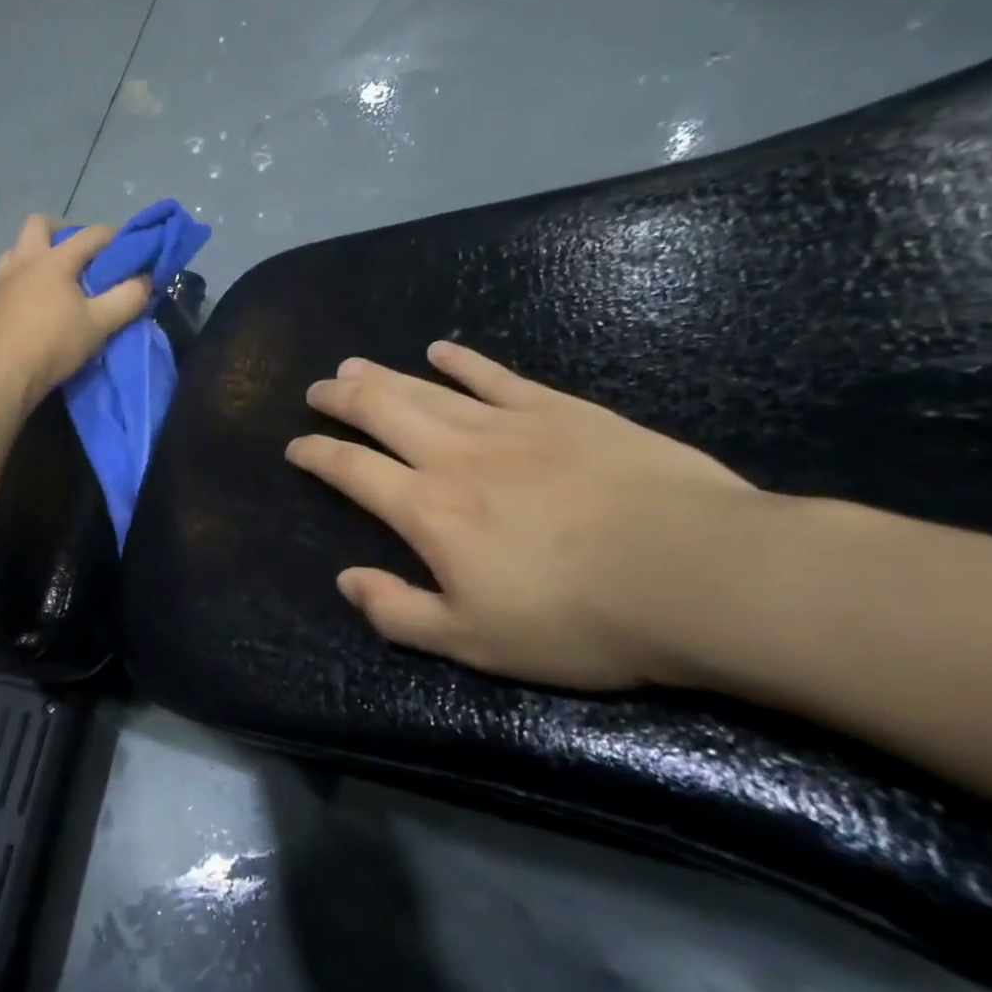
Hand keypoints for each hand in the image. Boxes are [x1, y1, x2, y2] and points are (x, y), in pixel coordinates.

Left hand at [0, 214, 150, 412]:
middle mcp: (23, 261)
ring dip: (35, 255)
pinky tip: (32, 305)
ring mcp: (0, 281)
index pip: (90, 235)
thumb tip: (145, 279)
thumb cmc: (52, 344)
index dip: (114, 236)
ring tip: (53, 280)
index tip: (129, 246)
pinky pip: (5, 280)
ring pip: (16, 250)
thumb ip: (127, 299)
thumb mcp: (99, 324)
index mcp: (53, 260)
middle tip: (80, 256)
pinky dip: (21, 282)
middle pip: (39, 225)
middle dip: (62, 232)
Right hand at [286, 342, 757, 688]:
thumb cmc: (577, 619)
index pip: (351, 469)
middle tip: (317, 389)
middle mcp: (452, 455)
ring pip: (426, 389)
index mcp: (427, 510)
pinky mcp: (559, 409)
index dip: (316, 454)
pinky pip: (495, 376)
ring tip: (353, 364)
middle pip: (380, 412)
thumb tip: (345, 580)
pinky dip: (461, 361)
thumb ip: (398, 611)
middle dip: (340, 399)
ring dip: (383, 375)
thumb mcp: (474, 641)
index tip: (296, 446)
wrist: (695, 573)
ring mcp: (506, 424)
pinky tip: (440, 350)